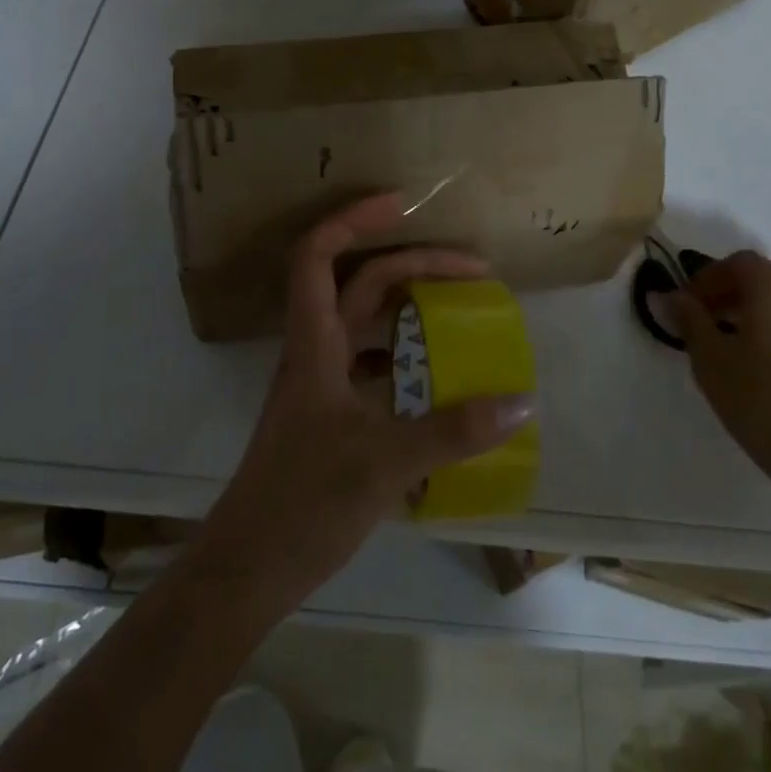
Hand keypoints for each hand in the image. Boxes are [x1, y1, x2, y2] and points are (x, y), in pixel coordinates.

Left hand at [192, 194, 536, 611]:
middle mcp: (316, 350)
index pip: (319, 255)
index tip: (403, 204)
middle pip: (359, 282)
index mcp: (315, 343)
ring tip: (461, 308)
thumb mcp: (386, 462)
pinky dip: (404, 355)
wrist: (249, 566)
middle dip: (413, 264)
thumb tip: (520, 400)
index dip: (354, 219)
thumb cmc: (304, 501)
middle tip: (473, 270)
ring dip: (408, 306)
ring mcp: (320, 383)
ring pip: (365, 322)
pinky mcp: (329, 413)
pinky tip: (438, 374)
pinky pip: (370, 364)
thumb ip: (454, 431)